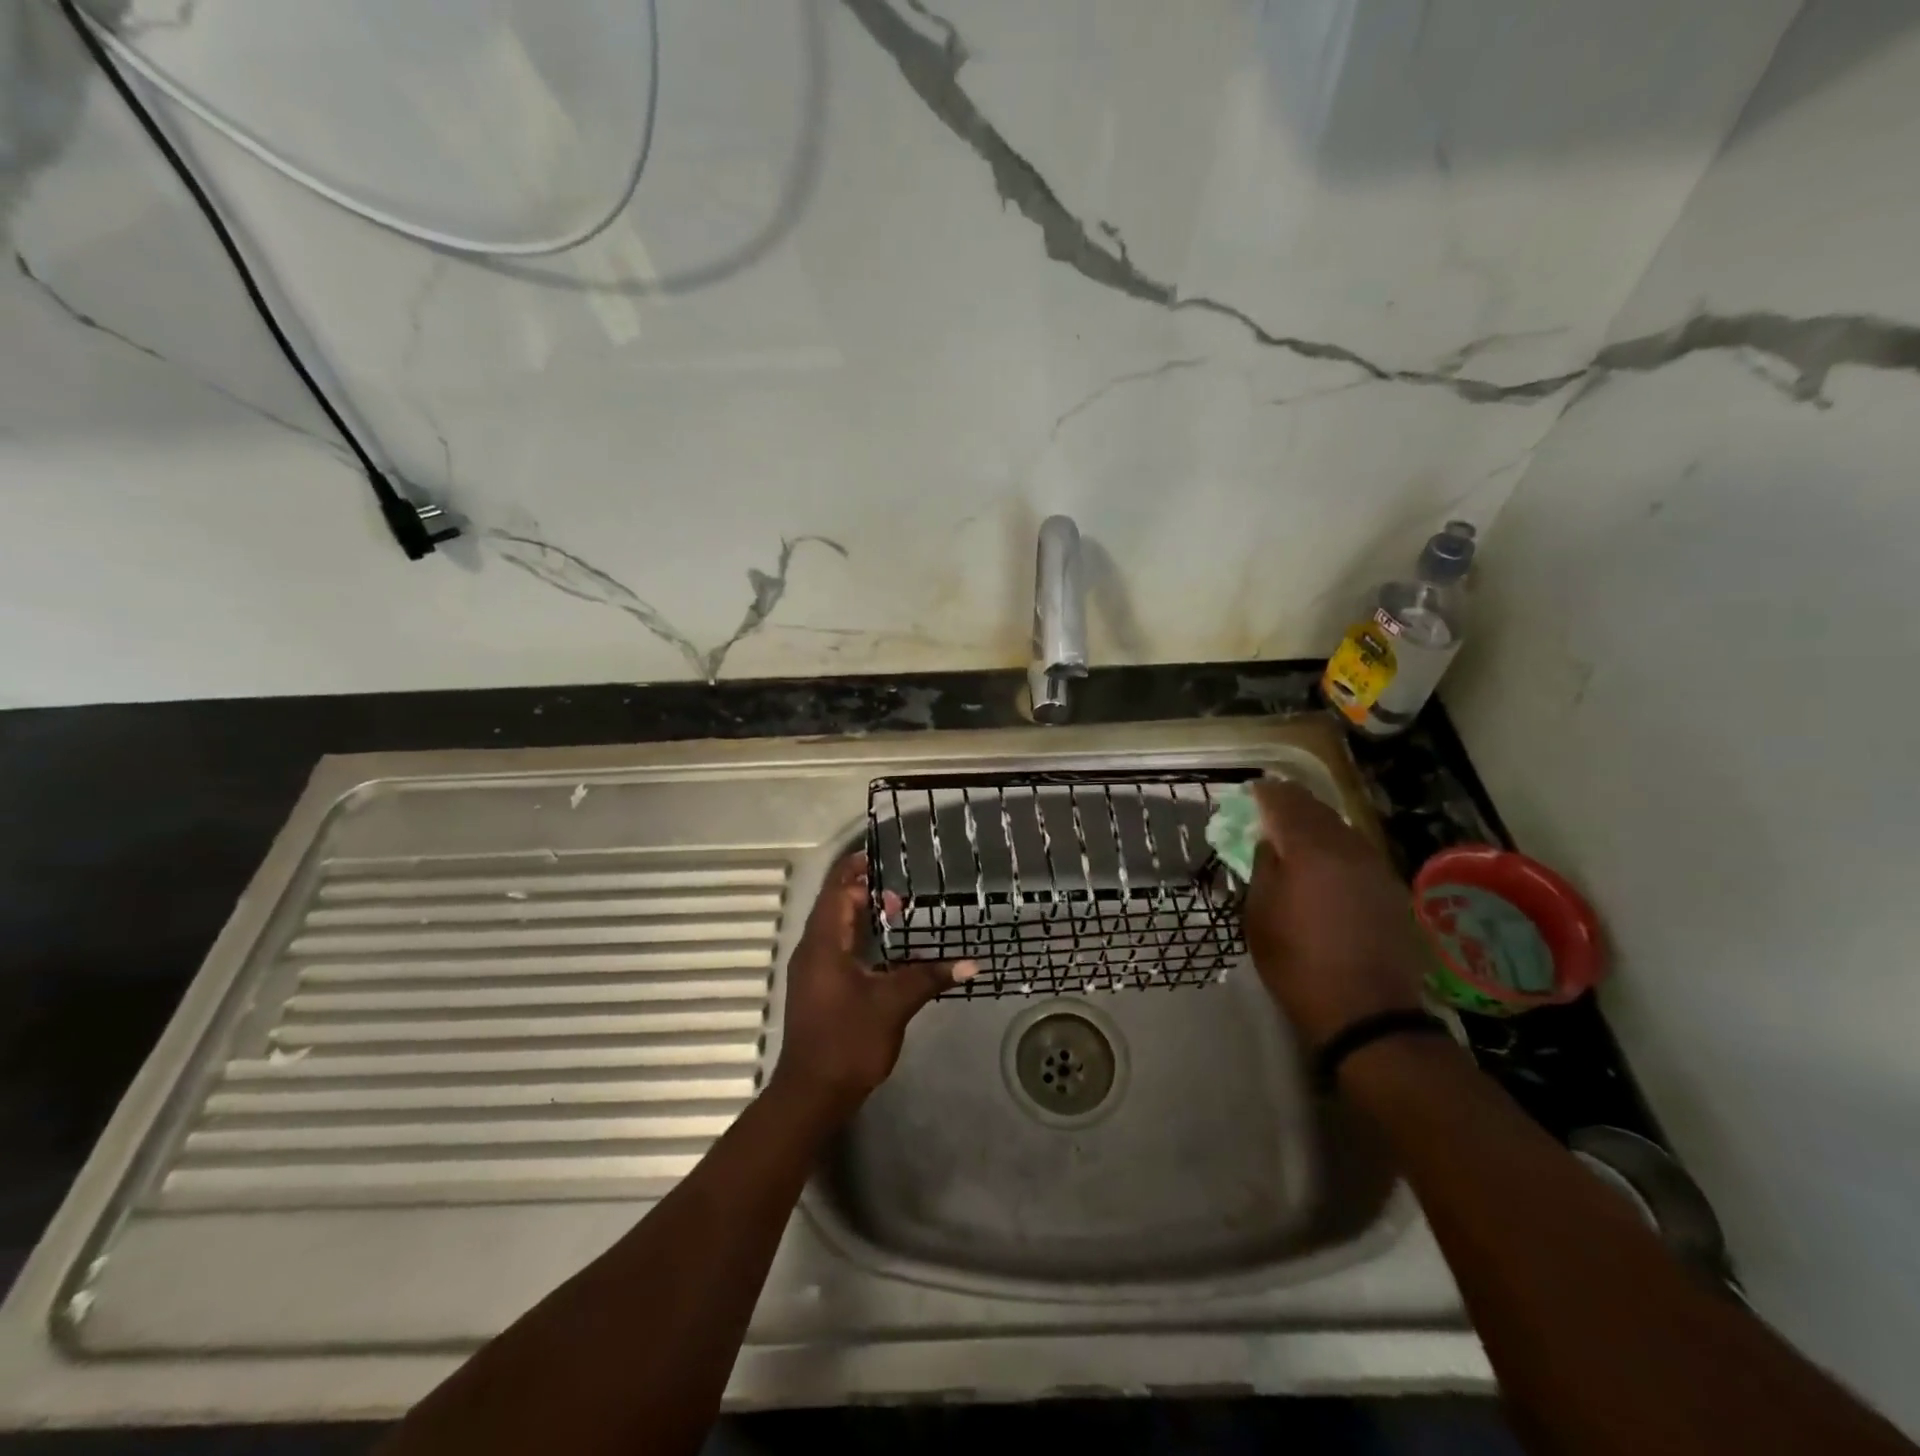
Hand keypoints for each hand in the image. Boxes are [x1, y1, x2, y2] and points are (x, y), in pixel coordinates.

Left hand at [767, 853, 975, 1121]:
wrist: (812, 1094)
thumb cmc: (848, 1040)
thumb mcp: (893, 1004)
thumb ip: (928, 977)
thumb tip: (969, 963)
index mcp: (823, 944)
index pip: (836, 891)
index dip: (854, 869)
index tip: (878, 855)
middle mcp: (812, 951)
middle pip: (834, 907)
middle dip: (864, 893)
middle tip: (902, 893)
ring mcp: (812, 972)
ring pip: (835, 929)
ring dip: (861, 916)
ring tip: (897, 912)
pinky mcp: (818, 990)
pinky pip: (836, 949)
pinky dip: (859, 939)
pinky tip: (885, 951)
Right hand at [1241, 779, 1427, 1048]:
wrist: (1367, 1011)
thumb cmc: (1297, 964)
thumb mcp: (1260, 917)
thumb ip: (1263, 869)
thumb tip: (1269, 842)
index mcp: (1309, 850)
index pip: (1284, 803)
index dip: (1265, 793)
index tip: (1250, 792)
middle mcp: (1346, 848)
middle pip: (1317, 809)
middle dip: (1292, 803)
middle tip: (1270, 806)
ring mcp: (1375, 867)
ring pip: (1342, 828)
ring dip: (1317, 823)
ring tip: (1296, 831)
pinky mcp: (1391, 888)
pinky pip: (1358, 850)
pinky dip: (1337, 845)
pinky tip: (1326, 862)